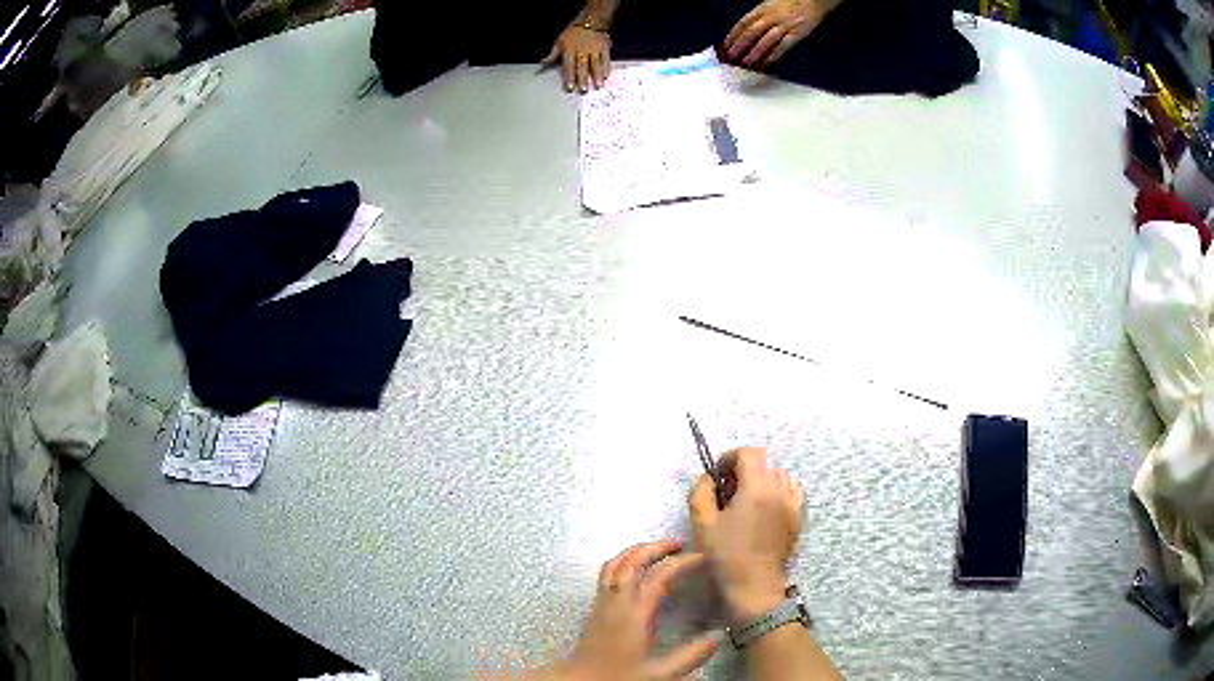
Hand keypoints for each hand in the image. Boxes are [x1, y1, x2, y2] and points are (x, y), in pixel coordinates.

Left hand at [543, 25, 611, 92]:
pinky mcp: (604, 48)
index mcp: (569, 50)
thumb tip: (542, 63)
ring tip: (598, 86)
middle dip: (583, 79)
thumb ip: (552, 54)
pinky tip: (606, 76)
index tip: (570, 87)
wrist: (590, 20)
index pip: (569, 66)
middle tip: (583, 90)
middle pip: (582, 67)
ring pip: (595, 64)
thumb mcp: (559, 41)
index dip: (569, 77)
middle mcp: (582, 51)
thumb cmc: (572, 32)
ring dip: (596, 76)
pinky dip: (606, 68)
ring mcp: (594, 49)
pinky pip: (605, 59)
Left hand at [545, 540, 719, 679]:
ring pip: (615, 563)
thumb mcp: (659, 673)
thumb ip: (690, 656)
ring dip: (637, 551)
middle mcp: (616, 601)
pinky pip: (607, 573)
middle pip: (632, 560)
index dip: (681, 563)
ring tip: (658, 550)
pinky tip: (635, 571)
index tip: (701, 558)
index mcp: (634, 614)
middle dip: (656, 547)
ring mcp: (602, 602)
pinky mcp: (595, 607)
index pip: (659, 576)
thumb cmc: (618, 677)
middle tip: (679, 544)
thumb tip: (718, 636)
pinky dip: (623, 562)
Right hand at [688, 447, 803, 620]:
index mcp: (756, 488)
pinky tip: (767, 509)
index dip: (731, 457)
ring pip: (779, 476)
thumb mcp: (702, 523)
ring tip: (747, 503)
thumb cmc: (725, 555)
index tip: (719, 474)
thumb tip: (708, 477)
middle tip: (728, 493)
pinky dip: (779, 492)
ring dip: (762, 481)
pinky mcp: (799, 517)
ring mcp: (793, 503)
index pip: (749, 453)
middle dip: (744, 472)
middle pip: (764, 464)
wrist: (754, 585)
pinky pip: (792, 491)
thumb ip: (701, 492)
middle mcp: (779, 490)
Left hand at [723, 0, 839, 67]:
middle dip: (739, 47)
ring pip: (764, 42)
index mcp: (763, 7)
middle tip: (730, 59)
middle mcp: (772, 16)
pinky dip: (771, 57)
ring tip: (744, 65)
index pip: (743, 23)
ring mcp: (785, 26)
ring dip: (753, 55)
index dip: (732, 36)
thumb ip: (761, 15)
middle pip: (751, 33)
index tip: (724, 46)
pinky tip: (764, 65)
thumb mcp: (772, 3)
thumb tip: (747, 30)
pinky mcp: (797, 34)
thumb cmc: (794, 1)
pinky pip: (781, 48)